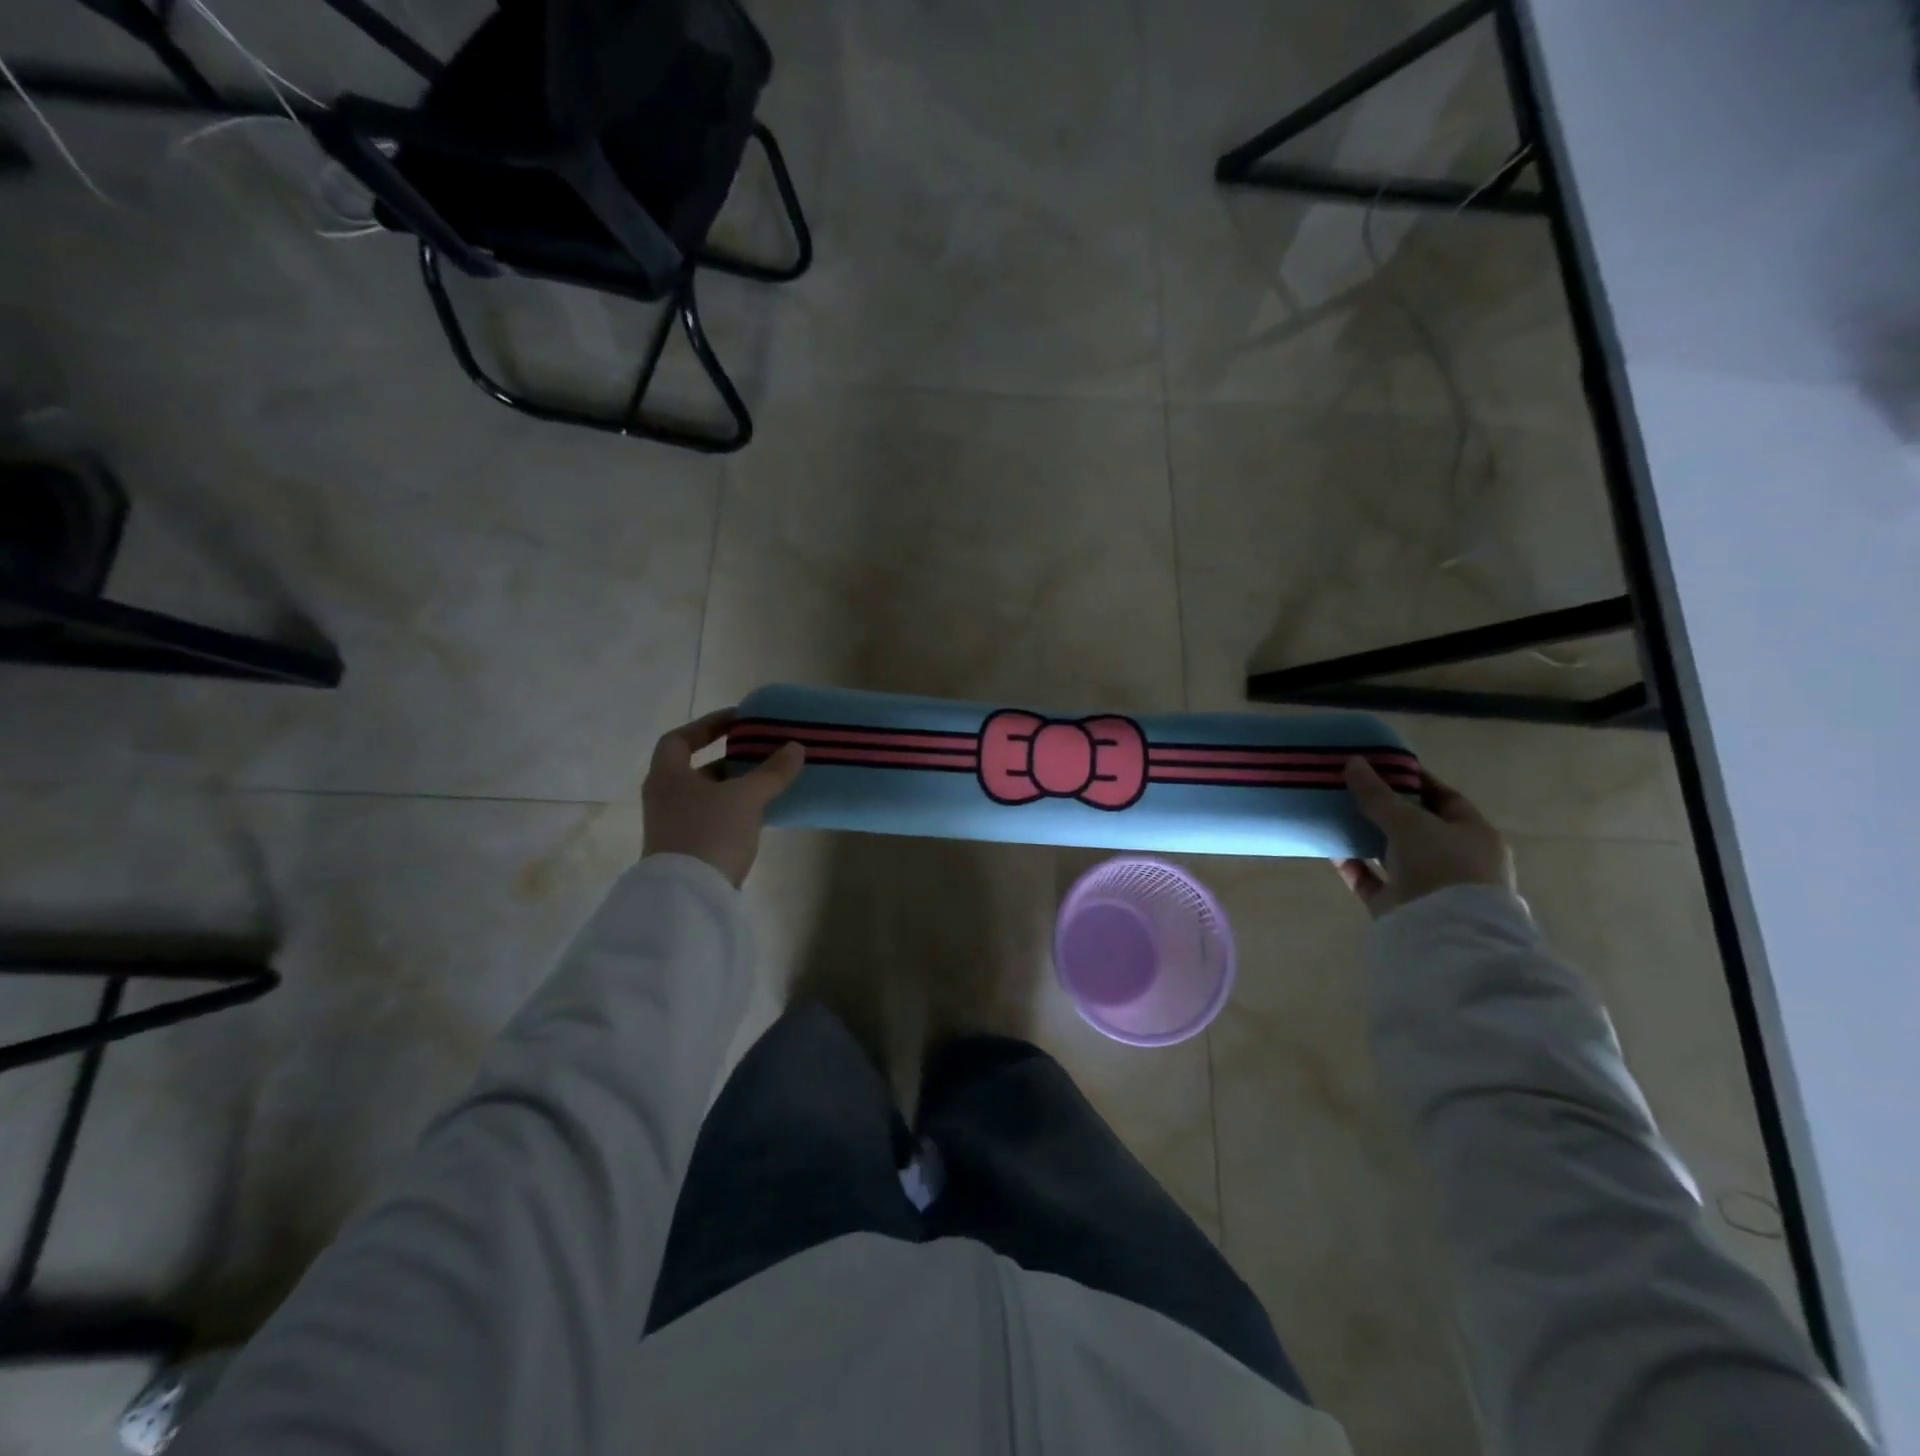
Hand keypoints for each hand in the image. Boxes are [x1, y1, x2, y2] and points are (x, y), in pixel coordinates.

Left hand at [642, 710, 804, 887]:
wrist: (690, 896)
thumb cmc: (710, 832)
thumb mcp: (746, 797)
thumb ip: (771, 771)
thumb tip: (795, 747)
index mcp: (668, 777)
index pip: (680, 739)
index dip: (708, 725)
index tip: (739, 721)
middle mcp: (666, 798)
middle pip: (696, 769)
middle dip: (729, 758)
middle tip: (761, 751)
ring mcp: (675, 826)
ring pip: (708, 796)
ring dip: (736, 786)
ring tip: (770, 780)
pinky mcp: (689, 850)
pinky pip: (715, 818)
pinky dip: (737, 810)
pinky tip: (763, 812)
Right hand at [1334, 757, 1513, 917]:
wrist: (1444, 935)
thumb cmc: (1442, 867)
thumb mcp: (1409, 822)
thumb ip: (1378, 794)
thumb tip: (1353, 762)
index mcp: (1473, 835)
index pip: (1444, 798)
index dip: (1414, 780)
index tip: (1381, 766)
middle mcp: (1454, 859)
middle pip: (1415, 826)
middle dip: (1384, 807)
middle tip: (1350, 787)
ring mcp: (1427, 885)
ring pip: (1391, 853)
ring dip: (1365, 836)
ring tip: (1334, 813)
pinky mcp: (1399, 906)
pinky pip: (1371, 879)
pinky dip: (1353, 864)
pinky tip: (1330, 847)